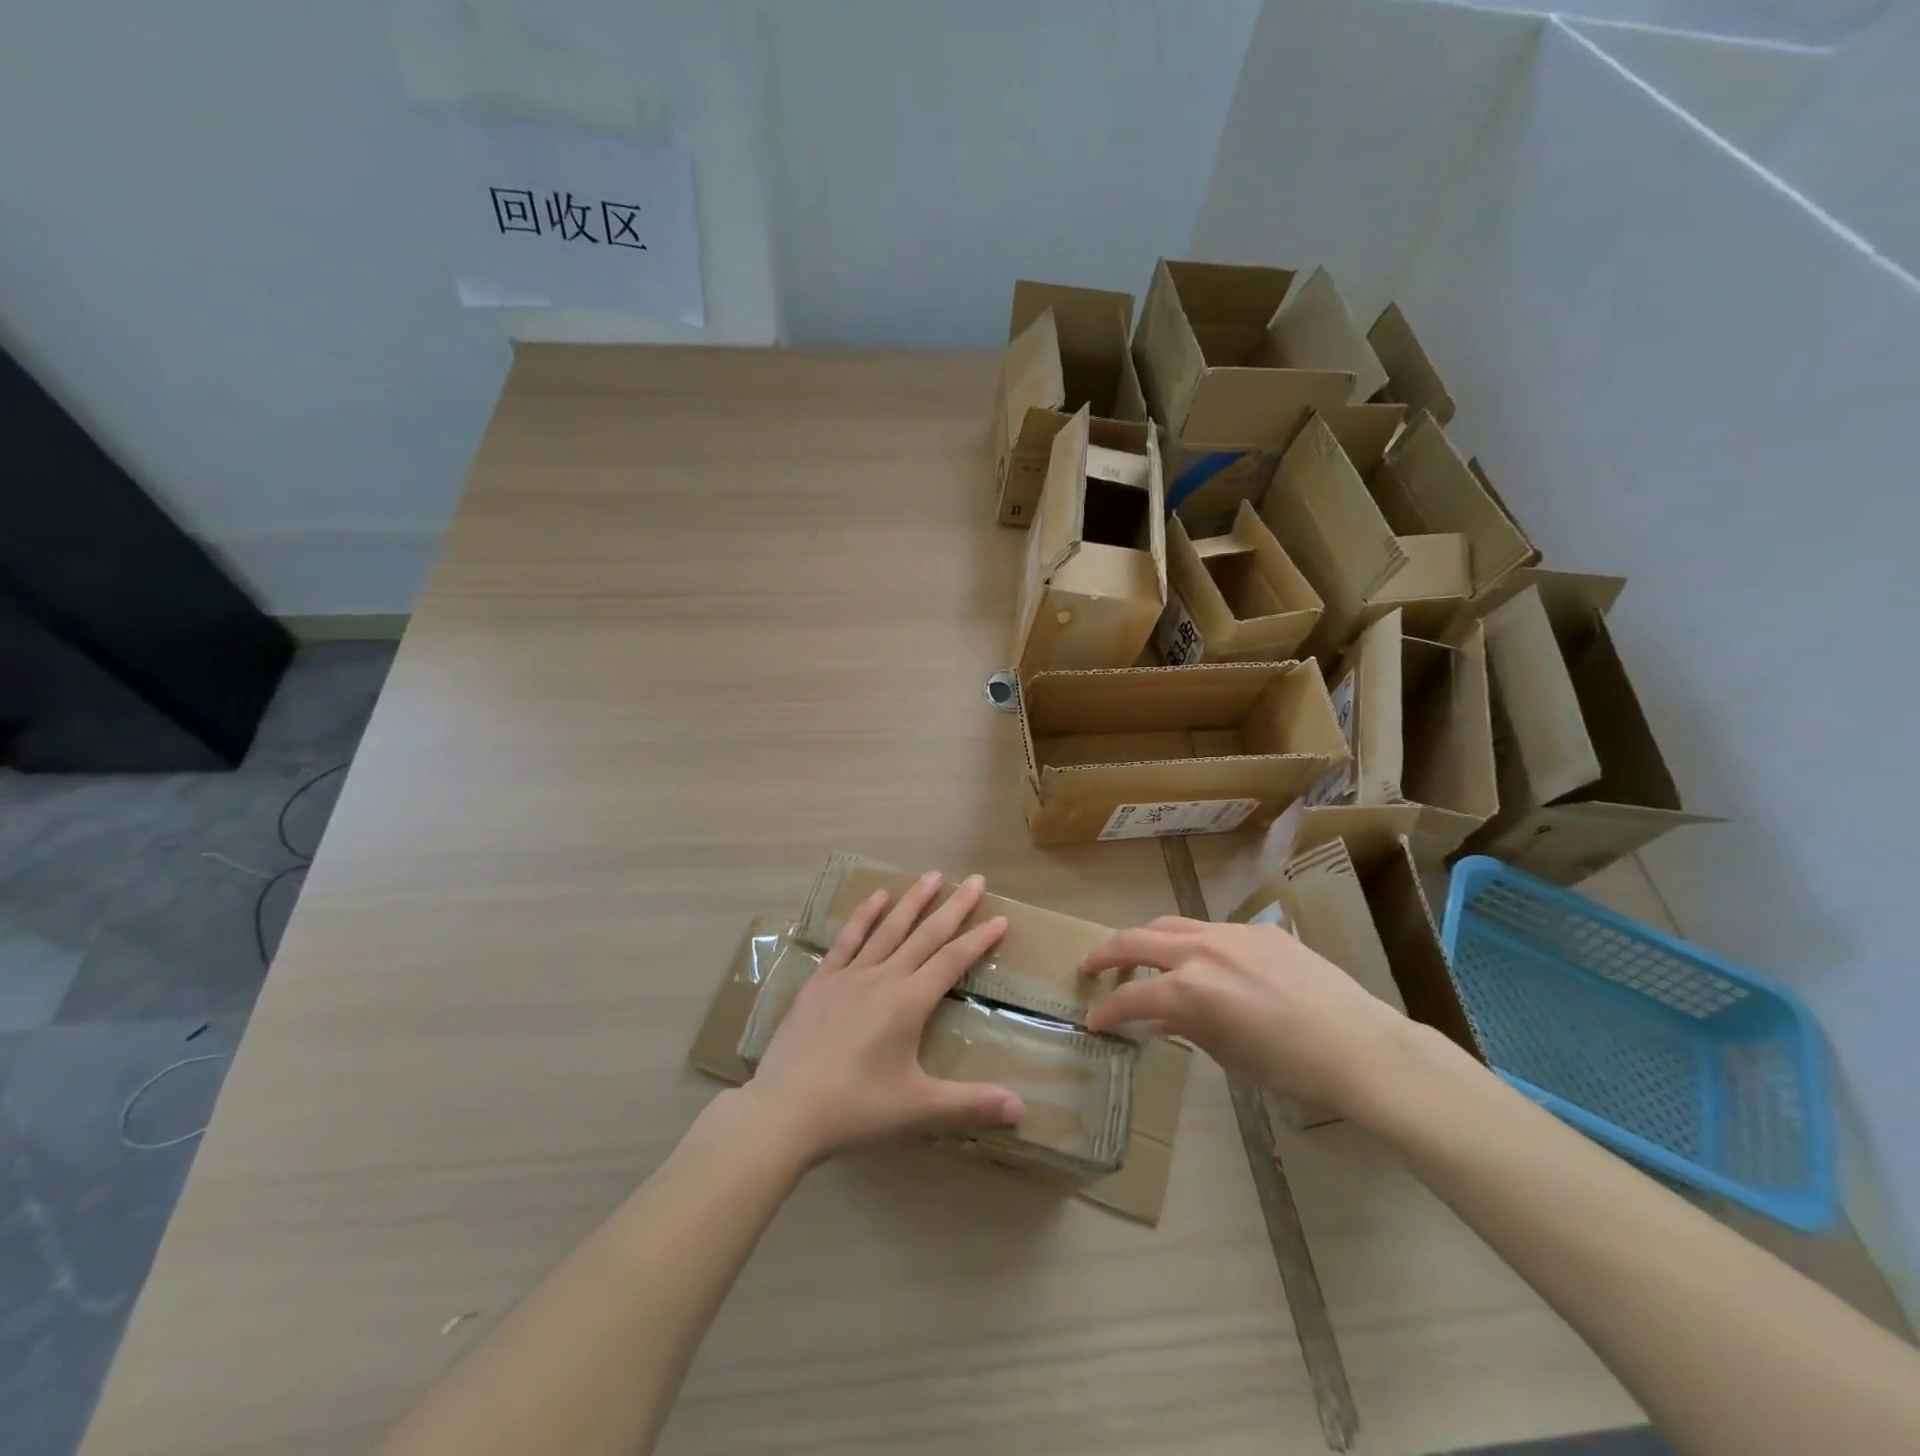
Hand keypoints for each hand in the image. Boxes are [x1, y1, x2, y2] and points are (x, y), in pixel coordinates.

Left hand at [748, 871, 1025, 1163]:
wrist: (785, 1110)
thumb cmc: (856, 1108)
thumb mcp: (918, 1108)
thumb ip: (971, 1103)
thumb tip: (1022, 1109)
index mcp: (909, 1002)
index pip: (953, 961)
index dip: (979, 939)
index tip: (1001, 918)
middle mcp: (883, 978)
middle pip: (925, 935)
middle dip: (953, 906)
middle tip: (974, 879)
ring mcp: (849, 976)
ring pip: (888, 929)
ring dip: (912, 901)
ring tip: (931, 875)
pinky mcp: (821, 982)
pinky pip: (846, 940)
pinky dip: (863, 916)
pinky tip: (876, 897)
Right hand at [1080, 917, 1413, 1121]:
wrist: (1360, 1047)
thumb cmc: (1290, 1068)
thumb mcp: (1227, 1055)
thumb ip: (1186, 1027)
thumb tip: (1162, 1017)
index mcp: (1189, 990)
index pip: (1130, 997)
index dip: (1107, 1011)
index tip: (1094, 1021)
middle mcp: (1201, 951)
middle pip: (1135, 939)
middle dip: (1105, 953)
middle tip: (1090, 966)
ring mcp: (1230, 933)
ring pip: (1171, 924)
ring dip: (1147, 940)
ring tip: (1141, 956)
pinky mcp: (1258, 930)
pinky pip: (1212, 930)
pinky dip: (1193, 943)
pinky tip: (1207, 964)